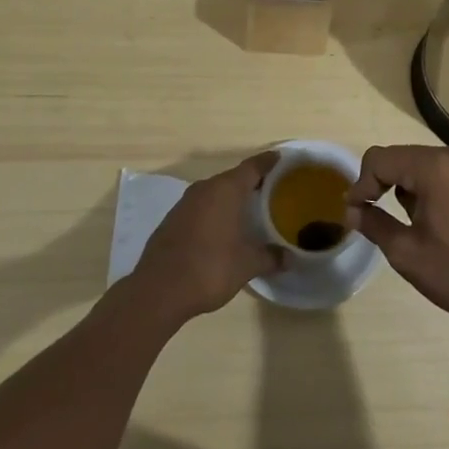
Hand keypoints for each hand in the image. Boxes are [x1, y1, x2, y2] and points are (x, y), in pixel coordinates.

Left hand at [132, 153, 283, 323]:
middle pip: (232, 178)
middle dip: (250, 182)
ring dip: (229, 198)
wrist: (158, 290)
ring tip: (246, 210)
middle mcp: (205, 189)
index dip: (268, 162)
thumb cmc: (210, 268)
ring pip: (214, 192)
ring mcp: (184, 203)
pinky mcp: (171, 220)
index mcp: (226, 190)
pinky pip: (199, 207)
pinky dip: (212, 212)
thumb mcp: (247, 265)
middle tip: (269, 190)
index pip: (252, 166)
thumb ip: (270, 257)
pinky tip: (219, 229)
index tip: (280, 158)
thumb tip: (290, 258)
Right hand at [346, 144, 448, 329]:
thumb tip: (352, 211)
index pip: (380, 159)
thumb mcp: (408, 254)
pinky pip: (443, 175)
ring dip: (405, 189)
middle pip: (401, 158)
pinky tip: (433, 224)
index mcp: (434, 167)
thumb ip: (374, 225)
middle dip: (381, 185)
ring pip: (421, 166)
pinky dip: (428, 190)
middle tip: (371, 218)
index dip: (361, 183)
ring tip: (406, 226)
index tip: (354, 213)